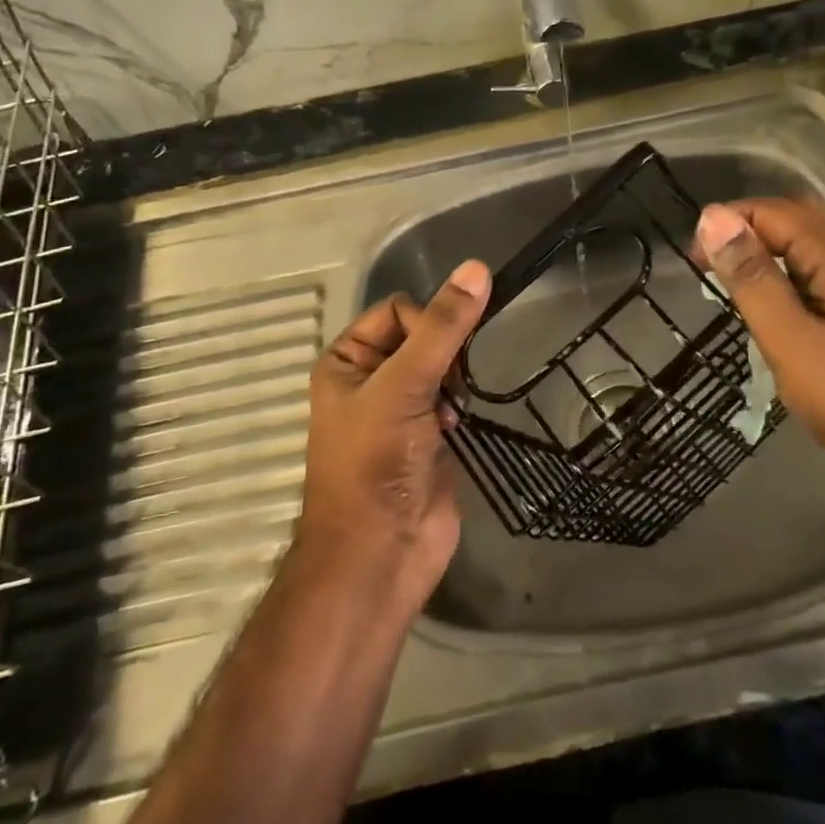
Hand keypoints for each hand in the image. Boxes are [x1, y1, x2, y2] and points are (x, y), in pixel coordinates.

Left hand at [296, 260, 491, 615]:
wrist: (380, 555)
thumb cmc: (375, 463)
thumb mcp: (404, 385)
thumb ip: (443, 327)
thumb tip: (477, 268)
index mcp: (347, 360)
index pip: (397, 310)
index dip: (425, 325)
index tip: (437, 361)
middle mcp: (370, 379)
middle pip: (423, 335)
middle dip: (443, 356)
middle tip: (446, 387)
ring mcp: (400, 410)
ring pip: (442, 366)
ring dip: (453, 383)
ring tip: (450, 412)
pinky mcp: (427, 436)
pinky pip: (451, 399)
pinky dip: (458, 406)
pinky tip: (456, 427)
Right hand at [694, 198, 824, 521]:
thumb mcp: (792, 340)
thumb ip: (752, 278)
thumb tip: (712, 218)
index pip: (773, 211)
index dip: (728, 223)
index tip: (692, 262)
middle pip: (791, 223)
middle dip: (744, 235)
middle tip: (707, 271)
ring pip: (801, 254)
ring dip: (761, 262)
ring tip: (726, 295)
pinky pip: (811, 284)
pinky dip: (780, 289)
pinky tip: (763, 319)